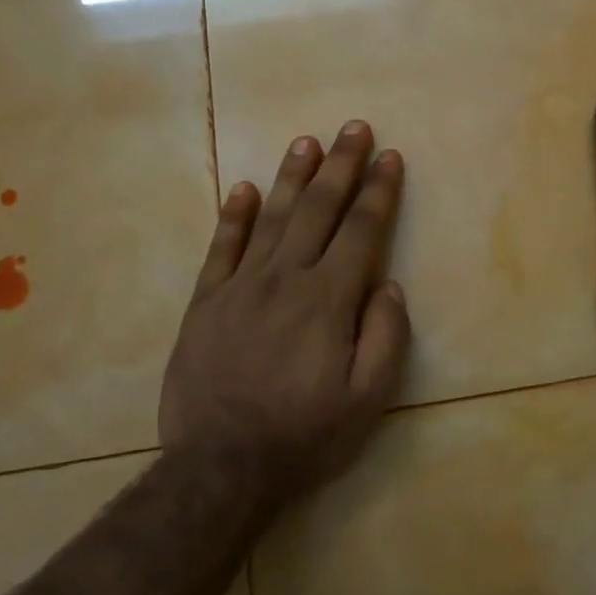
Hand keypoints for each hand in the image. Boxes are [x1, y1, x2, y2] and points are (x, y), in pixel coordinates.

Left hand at [159, 122, 409, 510]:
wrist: (220, 466)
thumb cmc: (304, 434)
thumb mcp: (368, 400)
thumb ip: (386, 337)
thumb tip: (389, 285)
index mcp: (328, 300)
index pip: (360, 231)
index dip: (378, 192)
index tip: (389, 157)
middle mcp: (285, 279)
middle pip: (318, 210)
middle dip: (340, 166)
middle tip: (354, 127)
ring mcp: (240, 287)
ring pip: (272, 218)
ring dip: (293, 177)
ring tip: (307, 142)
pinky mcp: (206, 303)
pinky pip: (221, 248)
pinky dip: (234, 216)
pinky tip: (246, 189)